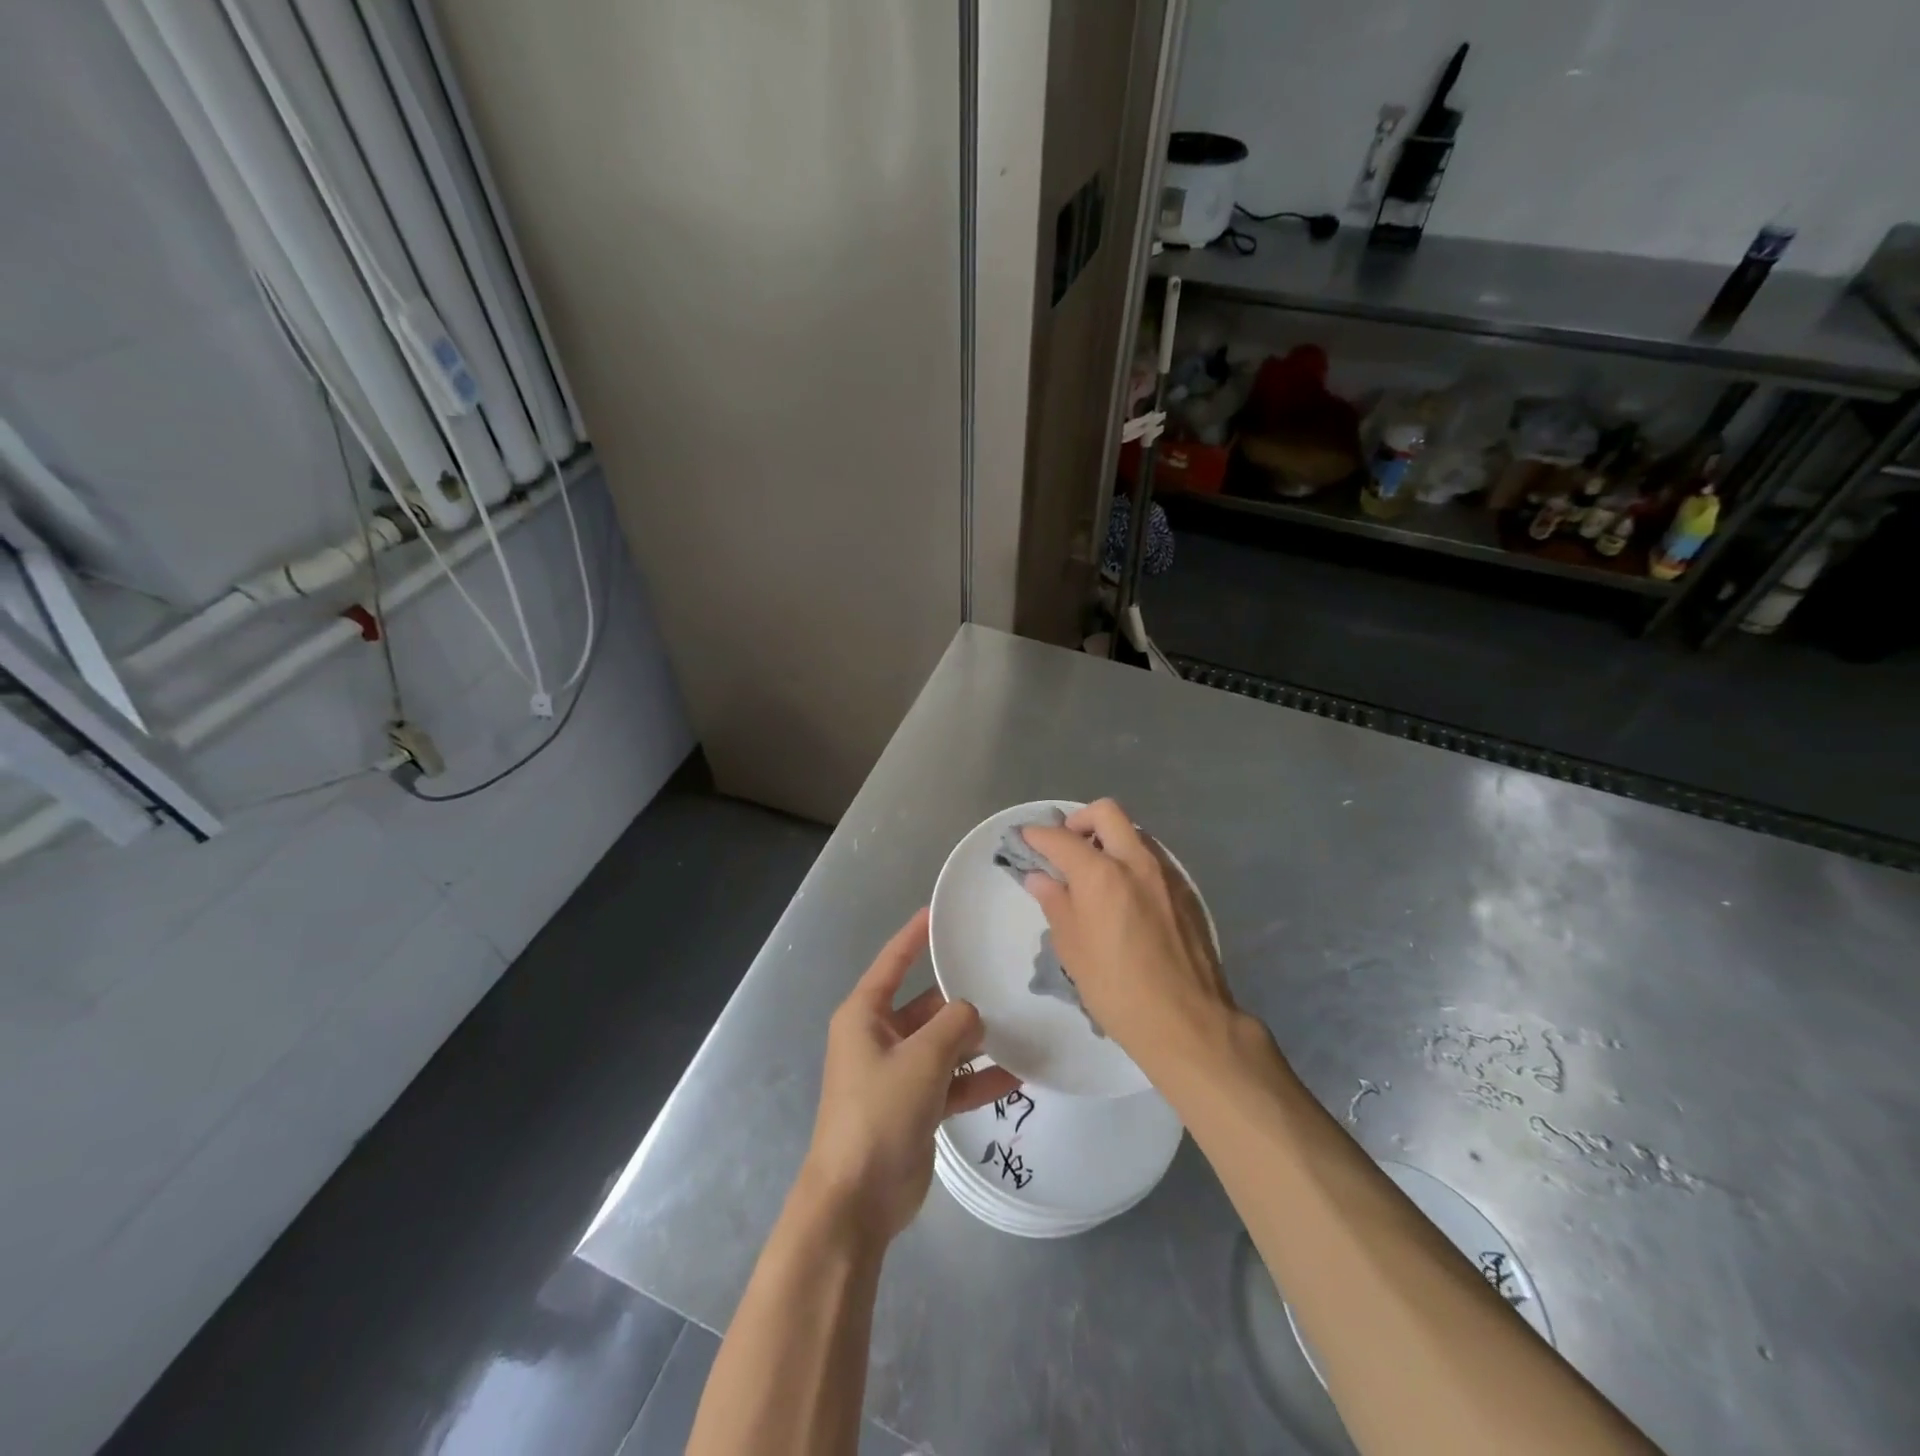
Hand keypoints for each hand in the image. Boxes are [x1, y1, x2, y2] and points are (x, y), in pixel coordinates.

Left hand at [799, 909, 1019, 1242]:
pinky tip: (1019, 1074)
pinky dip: (978, 1079)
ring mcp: (898, 1073)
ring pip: (943, 1044)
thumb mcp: (922, 1058)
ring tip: (1020, 1022)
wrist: (858, 1199)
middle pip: (926, 1004)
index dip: (915, 935)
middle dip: (960, 995)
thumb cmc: (880, 1111)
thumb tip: (974, 1013)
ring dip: (976, 1040)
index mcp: (865, 1014)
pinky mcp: (916, 1106)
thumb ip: (955, 1025)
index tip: (941, 912)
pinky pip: (952, 1082)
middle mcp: (880, 1037)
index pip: (893, 962)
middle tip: (1003, 975)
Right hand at [1022, 799, 1236, 1075]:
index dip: (1036, 835)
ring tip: (1093, 873)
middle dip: (1079, 821)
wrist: (1186, 1021)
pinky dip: (1130, 861)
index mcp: (1101, 873)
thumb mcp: (1072, 948)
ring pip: (1133, 832)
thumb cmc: (1116, 988)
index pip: (1060, 838)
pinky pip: (1152, 858)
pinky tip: (1124, 896)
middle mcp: (1136, 861)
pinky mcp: (1186, 891)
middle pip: (1105, 813)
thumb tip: (1040, 877)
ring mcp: (1167, 873)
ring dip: (1108, 839)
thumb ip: (1055, 902)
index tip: (1024, 839)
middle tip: (1065, 848)